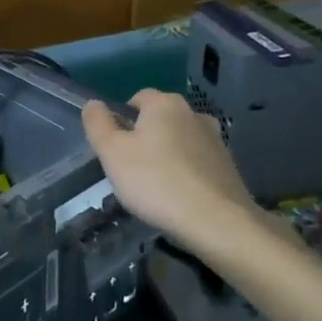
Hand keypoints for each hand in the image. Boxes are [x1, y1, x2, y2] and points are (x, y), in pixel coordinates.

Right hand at [81, 89, 261, 254]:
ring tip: (157, 188)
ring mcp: (215, 138)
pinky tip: (180, 196)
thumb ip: (97, 123)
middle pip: (159, 120)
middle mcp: (193, 112)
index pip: (136, 99)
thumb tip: (94, 104)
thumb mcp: (112, 153)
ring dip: (167, 155)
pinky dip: (186, 172)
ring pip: (179, 140)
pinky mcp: (228, 163)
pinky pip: (197, 161)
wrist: (217, 221)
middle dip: (144, 139)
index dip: (121, 122)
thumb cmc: (156, 182)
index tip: (116, 151)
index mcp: (164, 103)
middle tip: (131, 171)